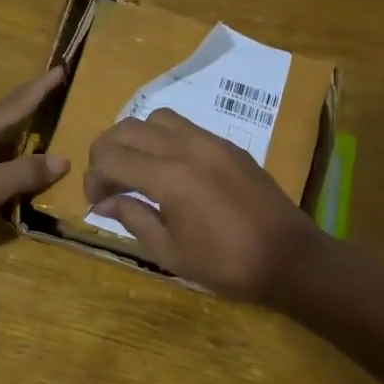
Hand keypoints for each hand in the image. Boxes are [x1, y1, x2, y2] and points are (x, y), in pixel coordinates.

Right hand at [85, 108, 322, 302]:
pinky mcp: (228, 145)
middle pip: (127, 128)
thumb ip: (133, 219)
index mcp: (169, 178)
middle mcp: (187, 148)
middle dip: (106, 152)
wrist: (289, 257)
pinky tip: (168, 169)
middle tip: (107, 182)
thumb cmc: (226, 264)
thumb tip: (106, 202)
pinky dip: (163, 139)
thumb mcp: (169, 252)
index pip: (111, 158)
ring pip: (156, 118)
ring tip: (136, 169)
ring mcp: (211, 142)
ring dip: (135, 139)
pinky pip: (185, 127)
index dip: (93, 177)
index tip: (96, 202)